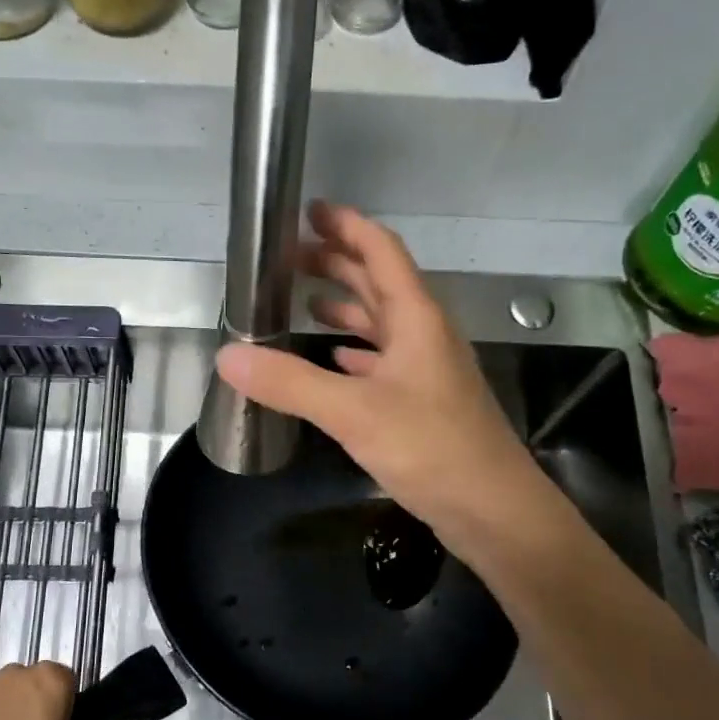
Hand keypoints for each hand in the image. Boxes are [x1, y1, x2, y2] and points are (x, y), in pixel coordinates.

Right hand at [215, 203, 551, 545]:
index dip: (347, 226)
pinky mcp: (423, 403)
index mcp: (416, 318)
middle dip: (337, 263)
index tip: (310, 211)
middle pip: (379, 283)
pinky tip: (335, 359)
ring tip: (303, 302)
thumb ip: (290, 383)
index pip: (381, 251)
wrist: (491, 508)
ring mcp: (426, 370)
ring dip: (346, 307)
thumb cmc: (431, 448)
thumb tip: (227, 357)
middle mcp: (424, 335)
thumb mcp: (353, 412)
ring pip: (381, 323)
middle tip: (290, 258)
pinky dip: (357, 352)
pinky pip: (384, 361)